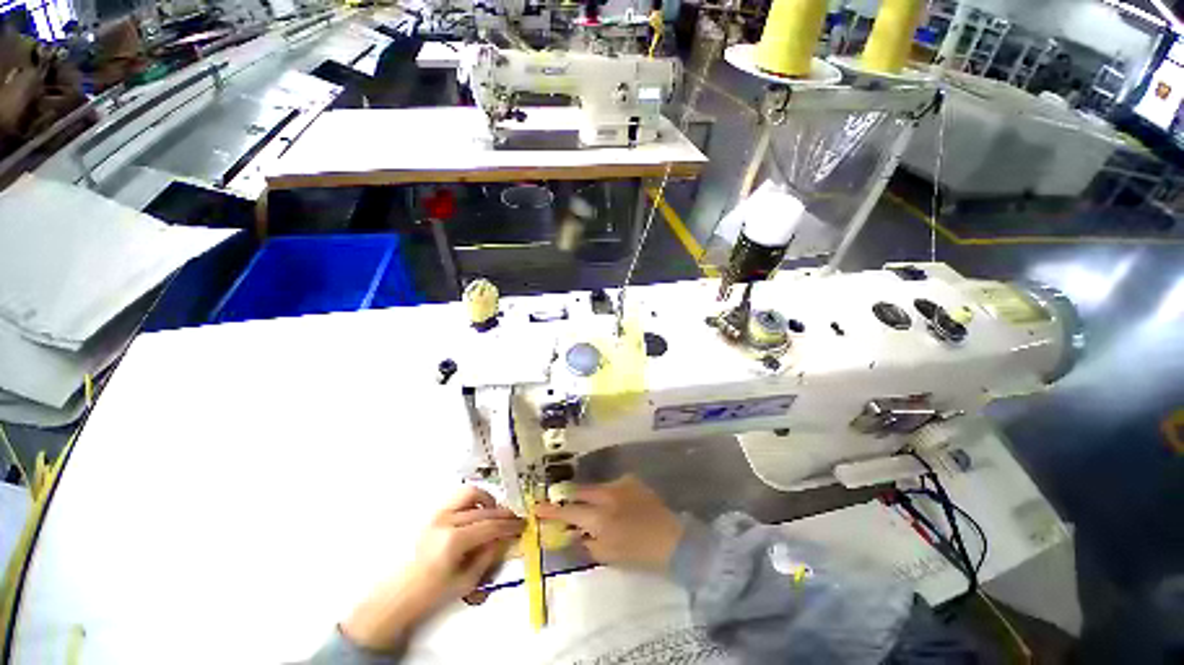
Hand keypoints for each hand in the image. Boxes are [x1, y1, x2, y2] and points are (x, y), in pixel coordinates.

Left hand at [341, 486, 522, 652]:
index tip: (523, 525)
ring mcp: (437, 513)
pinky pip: (458, 497)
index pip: (490, 526)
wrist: (397, 595)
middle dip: (503, 513)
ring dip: (486, 500)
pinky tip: (477, 513)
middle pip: (484, 509)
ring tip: (493, 514)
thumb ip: (488, 555)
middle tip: (514, 520)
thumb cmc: (431, 594)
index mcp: (453, 541)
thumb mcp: (466, 581)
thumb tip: (505, 537)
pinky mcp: (432, 513)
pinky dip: (472, 500)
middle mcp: (445, 520)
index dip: (509, 525)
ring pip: (470, 493)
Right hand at [535, 475, 682, 571]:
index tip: (536, 507)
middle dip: (570, 498)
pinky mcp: (632, 481)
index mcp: (599, 517)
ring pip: (596, 487)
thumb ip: (587, 543)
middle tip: (564, 504)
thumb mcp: (608, 555)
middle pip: (580, 492)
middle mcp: (607, 495)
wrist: (671, 539)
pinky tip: (615, 503)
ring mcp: (620, 485)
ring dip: (591, 496)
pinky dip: (608, 494)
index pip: (569, 512)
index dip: (551, 511)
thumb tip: (574, 534)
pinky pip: (613, 485)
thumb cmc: (637, 552)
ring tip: (594, 508)